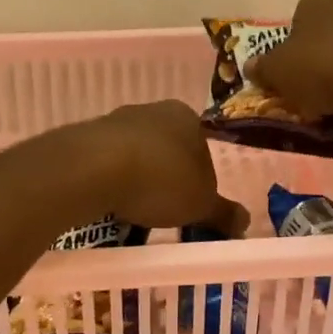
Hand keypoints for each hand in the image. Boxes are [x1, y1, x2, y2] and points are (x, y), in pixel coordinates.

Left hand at [82, 101, 248, 234]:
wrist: (95, 168)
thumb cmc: (161, 180)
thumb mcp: (201, 205)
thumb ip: (223, 213)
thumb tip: (244, 223)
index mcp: (188, 118)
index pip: (203, 152)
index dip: (200, 183)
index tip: (191, 209)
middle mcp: (154, 111)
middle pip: (168, 152)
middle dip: (167, 181)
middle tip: (164, 213)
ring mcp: (118, 121)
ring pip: (137, 157)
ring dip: (138, 181)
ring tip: (134, 213)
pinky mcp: (87, 136)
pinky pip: (107, 164)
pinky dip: (112, 182)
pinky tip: (110, 203)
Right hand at [249, 0, 332, 134]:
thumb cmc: (321, 65)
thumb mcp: (278, 69)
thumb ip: (263, 67)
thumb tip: (251, 67)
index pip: (305, 7)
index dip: (295, 36)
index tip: (290, 62)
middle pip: (330, 30)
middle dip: (319, 54)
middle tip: (304, 83)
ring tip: (324, 104)